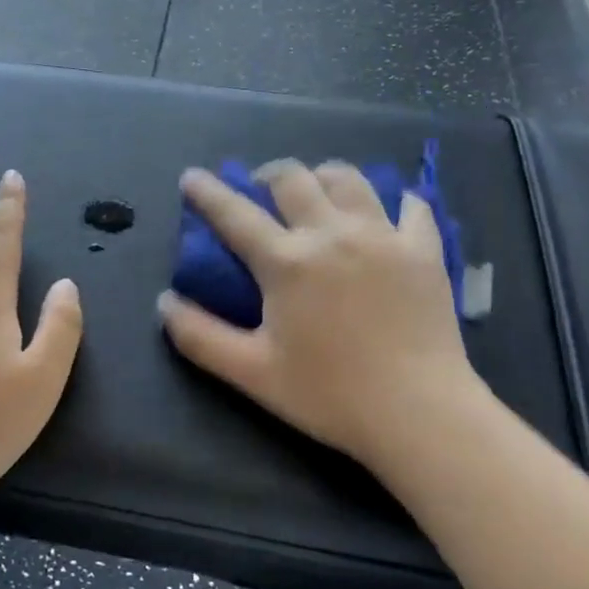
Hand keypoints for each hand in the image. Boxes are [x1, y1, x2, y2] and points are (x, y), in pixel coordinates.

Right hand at [158, 160, 484, 485]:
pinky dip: (394, 201)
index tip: (192, 176)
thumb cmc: (330, 395)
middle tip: (261, 190)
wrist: (420, 413)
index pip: (235, 214)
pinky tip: (387, 213)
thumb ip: (200, 336)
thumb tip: (164, 302)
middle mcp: (332, 234)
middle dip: (268, 175)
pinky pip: (412, 206)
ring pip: (349, 179)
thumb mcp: (252, 373)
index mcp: (287, 262)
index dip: (207, 192)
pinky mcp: (424, 250)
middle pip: (293, 179)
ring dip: (323, 177)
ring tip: (317, 193)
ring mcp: (384, 236)